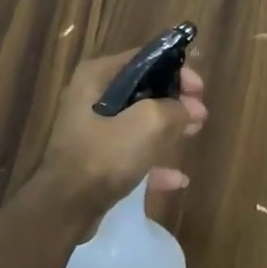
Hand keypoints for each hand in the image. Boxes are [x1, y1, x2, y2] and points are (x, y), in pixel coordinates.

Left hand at [31, 49, 207, 224]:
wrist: (66, 207)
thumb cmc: (105, 155)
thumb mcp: (148, 123)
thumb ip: (174, 109)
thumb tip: (189, 109)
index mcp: (97, 76)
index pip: (144, 59)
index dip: (176, 70)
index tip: (199, 89)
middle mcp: (91, 97)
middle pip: (143, 90)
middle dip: (174, 101)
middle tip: (200, 113)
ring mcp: (91, 130)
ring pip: (138, 122)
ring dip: (168, 128)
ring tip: (195, 133)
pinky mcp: (95, 160)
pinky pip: (130, 153)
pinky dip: (154, 162)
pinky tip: (178, 178)